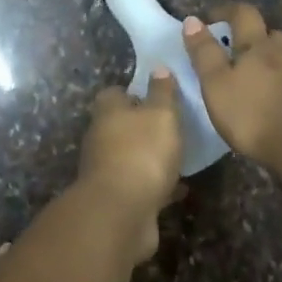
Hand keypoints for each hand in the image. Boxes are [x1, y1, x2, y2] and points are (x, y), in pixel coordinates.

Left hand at [76, 70, 182, 261]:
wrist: (121, 214)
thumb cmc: (143, 153)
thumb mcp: (161, 114)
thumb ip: (162, 92)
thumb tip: (158, 68)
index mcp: (108, 113)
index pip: (114, 93)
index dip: (133, 91)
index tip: (156, 94)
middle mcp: (101, 139)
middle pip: (121, 125)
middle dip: (143, 126)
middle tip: (173, 125)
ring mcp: (106, 171)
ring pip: (131, 157)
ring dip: (150, 157)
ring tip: (179, 156)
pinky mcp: (117, 199)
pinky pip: (140, 186)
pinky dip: (156, 186)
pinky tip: (179, 188)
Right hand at [182, 4, 281, 166]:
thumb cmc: (252, 112)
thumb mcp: (216, 83)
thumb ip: (204, 52)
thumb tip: (192, 20)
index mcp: (257, 45)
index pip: (243, 14)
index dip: (226, 11)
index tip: (210, 18)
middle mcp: (281, 52)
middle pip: (268, 33)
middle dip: (250, 35)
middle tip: (232, 48)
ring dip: (266, 58)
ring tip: (250, 76)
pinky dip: (278, 81)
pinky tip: (270, 98)